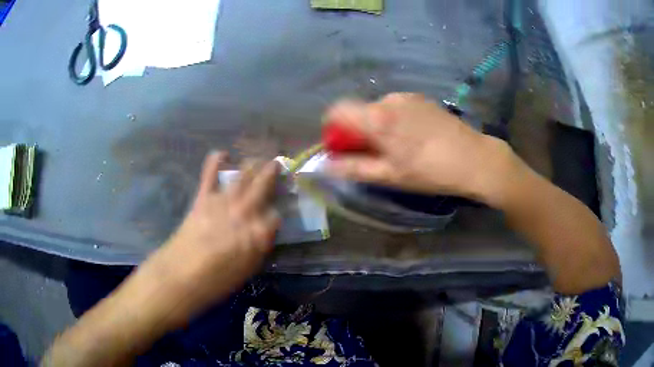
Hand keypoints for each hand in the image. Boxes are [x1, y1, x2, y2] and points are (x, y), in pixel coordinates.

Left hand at [131, 152, 280, 326]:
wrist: (182, 276)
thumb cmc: (216, 282)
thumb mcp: (247, 270)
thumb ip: (258, 247)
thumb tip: (261, 234)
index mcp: (259, 235)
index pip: (276, 215)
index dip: (275, 213)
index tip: (272, 214)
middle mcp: (246, 213)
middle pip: (264, 186)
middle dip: (272, 173)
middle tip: (275, 164)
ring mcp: (224, 202)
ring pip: (243, 175)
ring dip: (252, 164)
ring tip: (257, 159)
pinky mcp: (204, 198)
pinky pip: (211, 173)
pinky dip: (216, 161)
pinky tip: (223, 154)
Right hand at [324, 93, 513, 201]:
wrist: (475, 159)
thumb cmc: (430, 171)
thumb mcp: (389, 175)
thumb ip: (353, 168)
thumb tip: (324, 166)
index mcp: (377, 117)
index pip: (337, 110)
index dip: (333, 129)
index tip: (344, 148)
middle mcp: (388, 99)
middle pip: (359, 110)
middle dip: (358, 131)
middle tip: (376, 155)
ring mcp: (408, 96)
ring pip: (378, 109)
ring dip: (378, 126)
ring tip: (400, 148)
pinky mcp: (422, 99)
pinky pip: (397, 107)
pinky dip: (395, 120)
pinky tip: (415, 138)